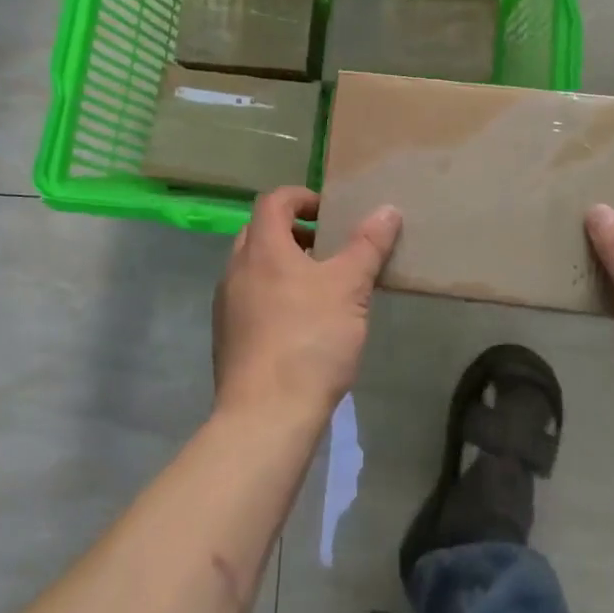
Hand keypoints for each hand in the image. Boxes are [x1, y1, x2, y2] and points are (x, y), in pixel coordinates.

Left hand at [212, 186, 402, 427]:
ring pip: (253, 268)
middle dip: (293, 232)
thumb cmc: (309, 339)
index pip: (274, 201)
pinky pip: (250, 300)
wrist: (266, 415)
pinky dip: (273, 296)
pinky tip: (302, 324)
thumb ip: (368, 245)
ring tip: (320, 287)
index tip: (329, 212)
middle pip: (260, 232)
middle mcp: (235, 269)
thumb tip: (387, 209)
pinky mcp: (227, 338)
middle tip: (327, 248)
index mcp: (261, 248)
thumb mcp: (350, 287)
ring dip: (283, 266)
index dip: (302, 197)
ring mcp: (226, 306)